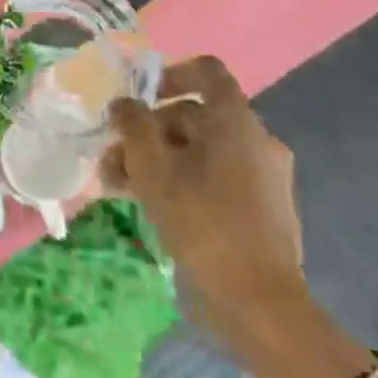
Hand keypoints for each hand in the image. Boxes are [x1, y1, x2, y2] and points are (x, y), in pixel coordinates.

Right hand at [99, 56, 304, 326]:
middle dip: (147, 132)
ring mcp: (264, 177)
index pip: (207, 72)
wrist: (260, 305)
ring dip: (157, 159)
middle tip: (113, 157)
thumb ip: (133, 126)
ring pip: (200, 150)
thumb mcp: (152, 169)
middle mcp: (257, 141)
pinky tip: (151, 205)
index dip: (170, 74)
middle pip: (194, 116)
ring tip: (119, 186)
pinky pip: (216, 177)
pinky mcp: (263, 208)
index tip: (139, 97)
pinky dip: (182, 180)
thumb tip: (125, 104)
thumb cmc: (203, 223)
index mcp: (237, 123)